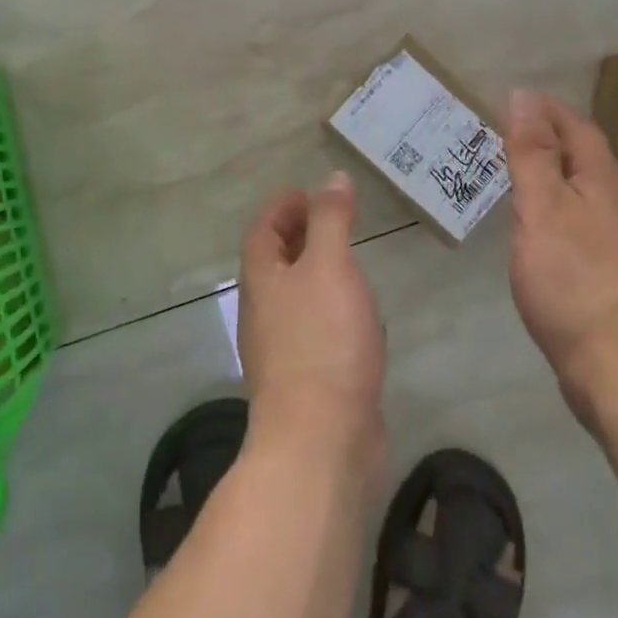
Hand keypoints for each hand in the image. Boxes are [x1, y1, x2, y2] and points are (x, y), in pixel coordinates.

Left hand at [238, 172, 387, 463]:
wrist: (321, 439)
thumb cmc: (322, 340)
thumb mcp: (329, 265)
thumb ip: (331, 220)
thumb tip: (332, 179)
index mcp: (262, 280)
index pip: (262, 231)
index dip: (282, 207)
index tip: (307, 192)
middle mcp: (264, 311)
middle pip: (274, 262)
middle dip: (297, 236)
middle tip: (331, 218)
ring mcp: (282, 348)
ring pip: (294, 296)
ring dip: (314, 272)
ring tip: (346, 258)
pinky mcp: (306, 378)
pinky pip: (313, 327)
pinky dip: (330, 307)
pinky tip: (356, 314)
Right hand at [504, 90, 617, 412]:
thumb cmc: (574, 280)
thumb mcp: (543, 208)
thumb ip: (532, 153)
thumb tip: (525, 97)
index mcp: (604, 183)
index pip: (578, 128)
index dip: (547, 109)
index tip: (512, 99)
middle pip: (584, 157)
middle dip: (548, 138)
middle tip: (504, 134)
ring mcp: (617, 242)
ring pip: (581, 191)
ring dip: (550, 173)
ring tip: (513, 174)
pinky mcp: (609, 274)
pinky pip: (578, 222)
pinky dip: (553, 208)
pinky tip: (535, 228)